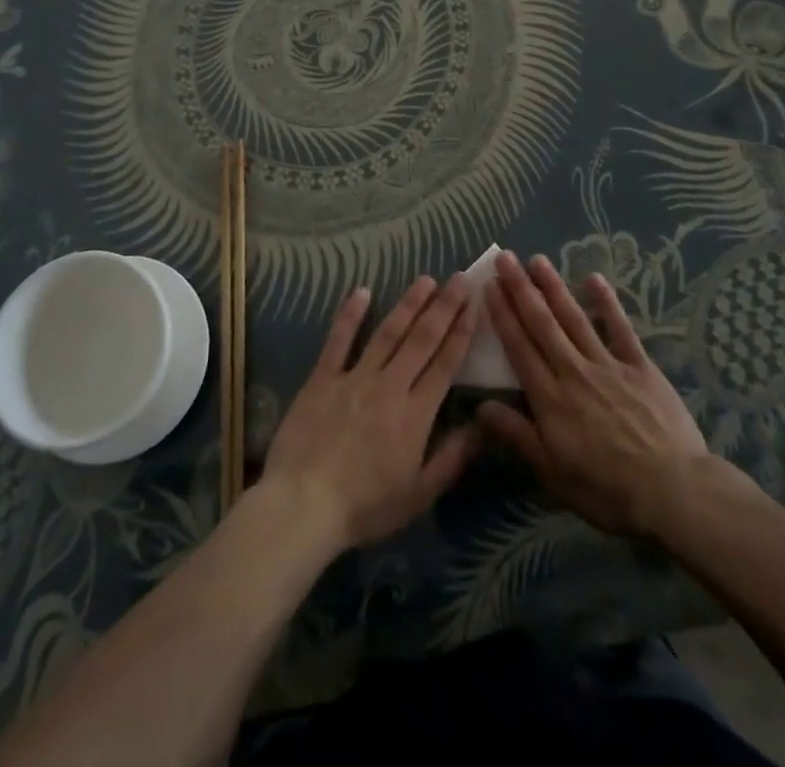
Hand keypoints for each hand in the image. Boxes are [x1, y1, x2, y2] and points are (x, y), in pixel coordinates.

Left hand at [259, 275, 479, 552]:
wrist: (304, 505)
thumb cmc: (365, 507)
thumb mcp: (419, 496)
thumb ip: (452, 458)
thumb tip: (480, 425)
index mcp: (415, 414)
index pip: (445, 364)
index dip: (461, 332)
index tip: (475, 304)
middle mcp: (389, 386)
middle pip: (422, 339)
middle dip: (444, 307)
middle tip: (459, 278)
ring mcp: (354, 378)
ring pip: (387, 333)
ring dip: (408, 304)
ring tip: (426, 280)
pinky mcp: (322, 378)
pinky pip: (338, 341)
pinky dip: (350, 315)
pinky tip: (362, 292)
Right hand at [480, 252, 753, 534]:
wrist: (673, 492)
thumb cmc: (607, 490)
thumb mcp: (553, 473)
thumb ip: (516, 435)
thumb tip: (479, 405)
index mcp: (550, 398)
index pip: (519, 347)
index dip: (502, 315)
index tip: (489, 286)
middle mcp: (573, 371)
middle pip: (542, 324)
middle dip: (521, 289)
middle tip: (505, 257)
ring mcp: (608, 365)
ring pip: (575, 318)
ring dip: (554, 287)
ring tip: (538, 260)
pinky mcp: (640, 366)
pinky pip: (620, 329)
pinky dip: (607, 303)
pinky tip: (594, 278)